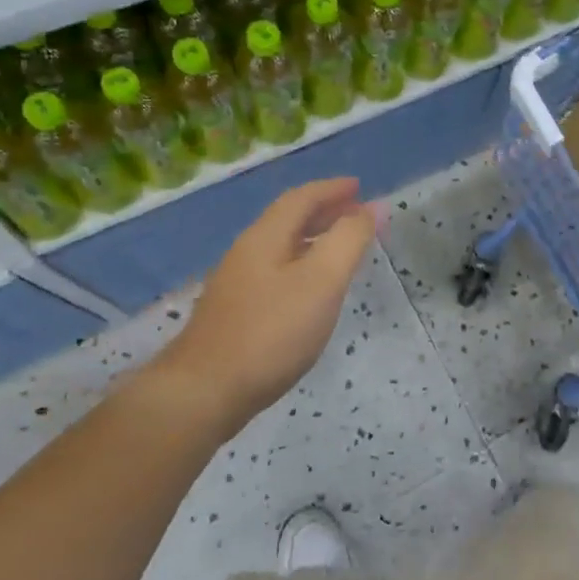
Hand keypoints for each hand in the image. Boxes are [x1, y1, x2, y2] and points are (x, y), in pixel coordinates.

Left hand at [139, 178, 377, 437]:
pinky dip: (304, 266)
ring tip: (343, 249)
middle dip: (325, 212)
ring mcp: (237, 284)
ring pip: (282, 247)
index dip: (332, 189)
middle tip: (358, 214)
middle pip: (289, 220)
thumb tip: (374, 207)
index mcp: (265, 237)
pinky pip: (277, 272)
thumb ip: (349, 241)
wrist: (204, 392)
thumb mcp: (322, 281)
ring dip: (315, 239)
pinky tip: (314, 291)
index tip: (360, 187)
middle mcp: (247, 253)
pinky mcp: (236, 313)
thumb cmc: (271, 332)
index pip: (301, 198)